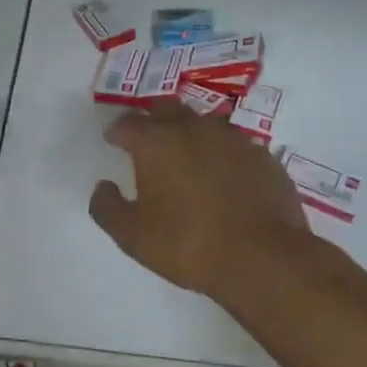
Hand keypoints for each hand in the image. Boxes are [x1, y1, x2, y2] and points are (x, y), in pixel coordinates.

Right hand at [90, 99, 313, 307]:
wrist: (263, 257)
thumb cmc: (187, 244)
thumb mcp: (132, 236)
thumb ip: (107, 208)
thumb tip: (103, 186)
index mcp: (157, 142)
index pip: (128, 123)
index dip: (117, 131)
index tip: (113, 140)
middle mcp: (193, 129)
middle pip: (167, 108)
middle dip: (152, 118)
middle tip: (148, 136)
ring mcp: (233, 139)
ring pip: (204, 123)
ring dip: (190, 132)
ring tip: (187, 154)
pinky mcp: (262, 157)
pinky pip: (234, 145)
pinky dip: (222, 153)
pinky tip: (224, 175)